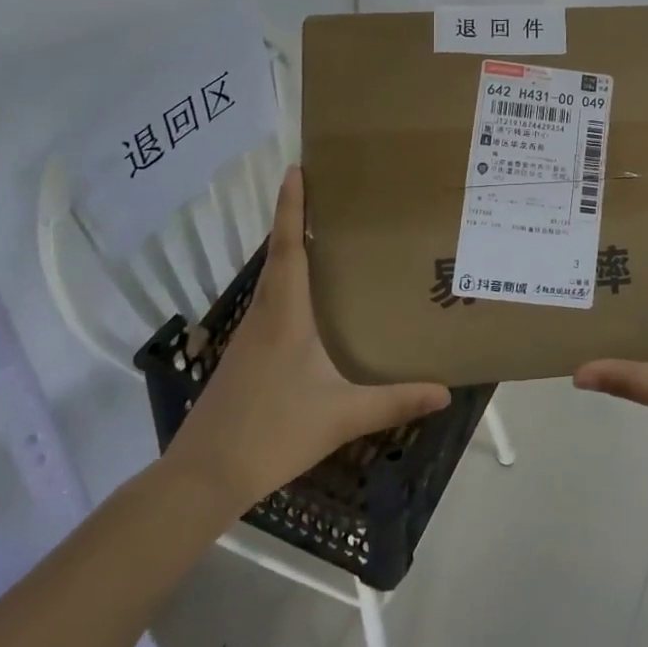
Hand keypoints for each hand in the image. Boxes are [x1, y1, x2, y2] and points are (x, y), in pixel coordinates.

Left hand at [165, 167, 450, 521]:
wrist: (203, 477)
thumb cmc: (272, 433)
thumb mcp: (341, 416)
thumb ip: (394, 402)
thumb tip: (445, 392)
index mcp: (285, 315)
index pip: (287, 248)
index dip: (291, 207)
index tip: (296, 169)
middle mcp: (263, 315)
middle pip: (277, 255)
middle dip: (294, 219)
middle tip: (326, 193)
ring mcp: (248, 336)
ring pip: (271, 280)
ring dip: (290, 251)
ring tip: (323, 237)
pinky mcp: (243, 356)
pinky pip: (269, 303)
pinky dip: (287, 283)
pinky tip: (309, 302)